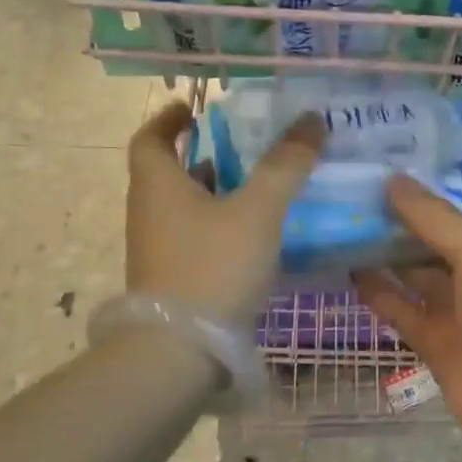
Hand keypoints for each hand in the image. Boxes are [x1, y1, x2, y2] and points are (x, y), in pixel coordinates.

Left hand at [126, 101, 324, 324]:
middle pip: (170, 172)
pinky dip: (220, 224)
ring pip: (185, 206)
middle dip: (204, 154)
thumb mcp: (257, 210)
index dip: (168, 119)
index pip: (149, 138)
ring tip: (259, 183)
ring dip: (216, 190)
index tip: (193, 108)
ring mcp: (158, 249)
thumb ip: (285, 165)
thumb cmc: (212, 266)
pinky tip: (255, 233)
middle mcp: (150, 212)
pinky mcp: (173, 279)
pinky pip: (195, 236)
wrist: (178, 353)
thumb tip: (311, 119)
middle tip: (244, 143)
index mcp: (157, 185)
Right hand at [354, 176, 461, 461]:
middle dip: (404, 216)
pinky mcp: (438, 342)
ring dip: (387, 251)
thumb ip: (436, 218)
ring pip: (418, 272)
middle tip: (358, 185)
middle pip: (440, 236)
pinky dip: (380, 291)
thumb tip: (393, 180)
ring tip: (346, 220)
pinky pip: (404, 309)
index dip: (436, 184)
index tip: (395, 160)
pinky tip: (349, 267)